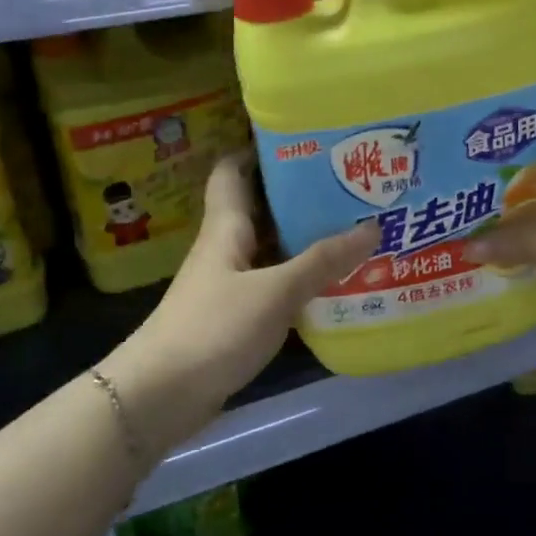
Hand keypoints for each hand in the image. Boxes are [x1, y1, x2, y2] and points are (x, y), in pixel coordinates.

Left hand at [101, 153, 375, 452]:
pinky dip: (300, 279)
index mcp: (226, 227)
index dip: (261, 149)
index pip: (233, 170)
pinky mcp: (235, 317)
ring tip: (355, 228)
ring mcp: (229, 284)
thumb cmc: (214, 328)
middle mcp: (226, 248)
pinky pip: (273, 285)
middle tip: (351, 185)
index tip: (306, 140)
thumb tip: (373, 227)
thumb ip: (323, 261)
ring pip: (271, 249)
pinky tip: (335, 283)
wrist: (162, 394)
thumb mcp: (275, 291)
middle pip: (261, 208)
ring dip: (305, 240)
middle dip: (301, 195)